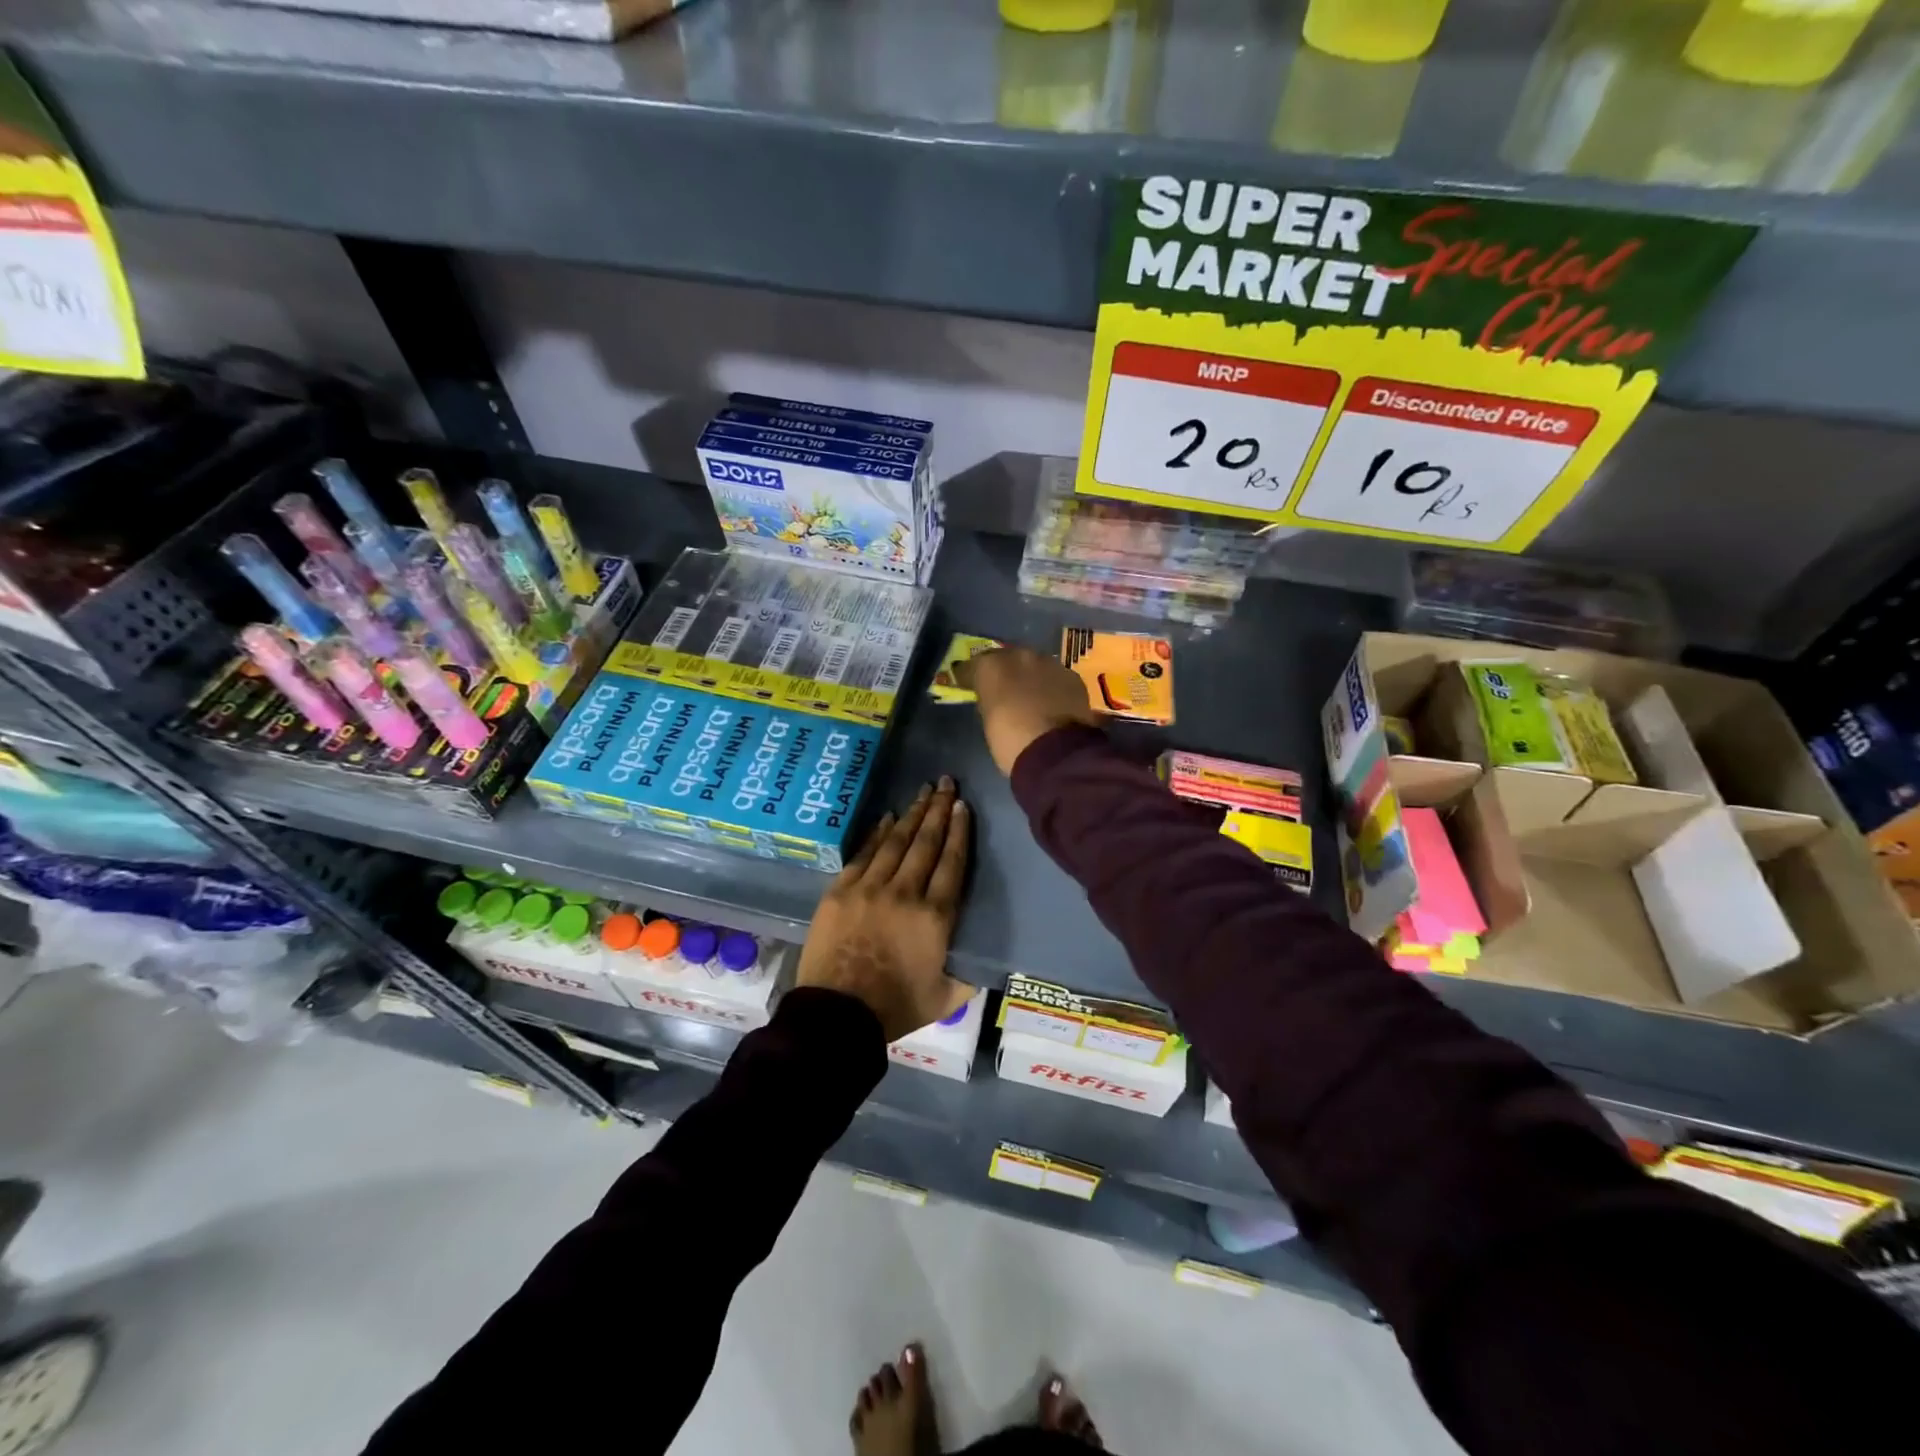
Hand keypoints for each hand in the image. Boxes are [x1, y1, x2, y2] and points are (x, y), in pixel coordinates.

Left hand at [796, 777, 972, 1041]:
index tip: (962, 806)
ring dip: (911, 814)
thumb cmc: (895, 1008)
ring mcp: (869, 888)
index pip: (952, 862)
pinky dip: (877, 834)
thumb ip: (968, 974)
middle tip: (945, 782)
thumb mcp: (946, 997)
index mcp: (935, 917)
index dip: (958, 831)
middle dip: (937, 809)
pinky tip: (887, 818)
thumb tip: (984, 961)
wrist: (836, 1016)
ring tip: (922, 791)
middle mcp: (905, 892)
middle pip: (926, 842)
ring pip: (896, 842)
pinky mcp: (840, 891)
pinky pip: (863, 854)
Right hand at [956, 646, 1100, 776]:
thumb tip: (993, 698)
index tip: (968, 684)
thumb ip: (989, 701)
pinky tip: (1051, 702)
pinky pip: (1055, 678)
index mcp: (991, 666)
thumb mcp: (988, 721)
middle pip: (1008, 658)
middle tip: (1003, 688)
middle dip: (1004, 671)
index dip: (971, 676)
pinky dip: (1051, 687)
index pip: (974, 665)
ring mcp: (1050, 664)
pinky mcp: (1072, 677)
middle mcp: (1020, 656)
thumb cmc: (1010, 742)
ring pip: (1035, 665)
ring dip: (1030, 677)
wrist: (1056, 753)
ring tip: (1029, 695)